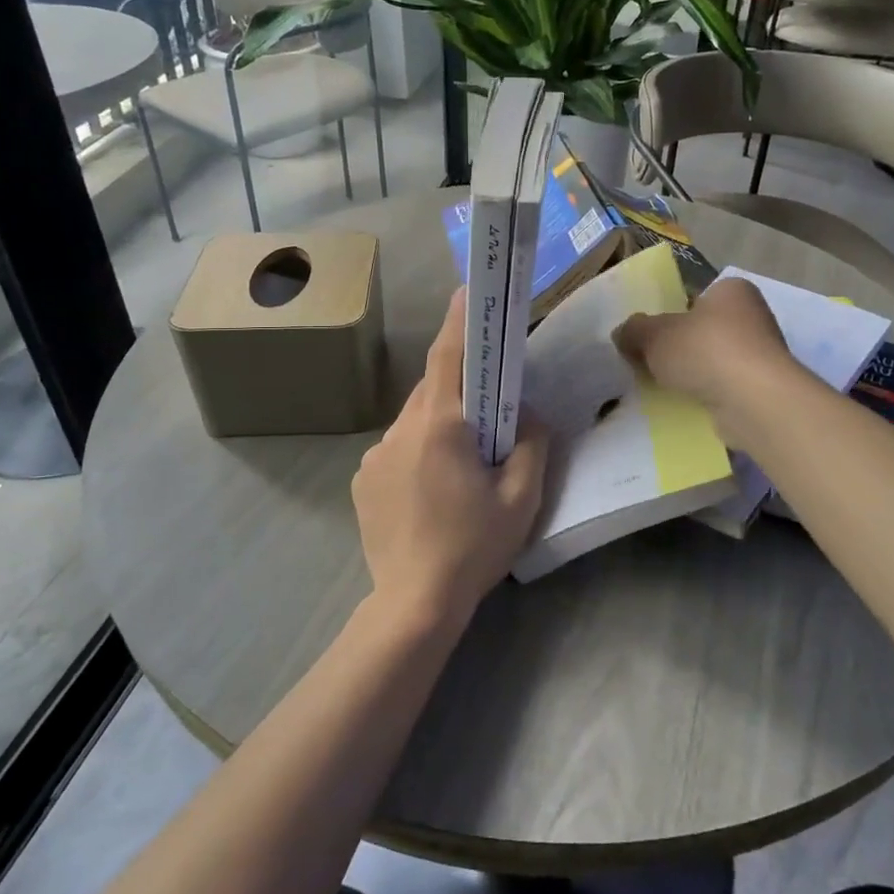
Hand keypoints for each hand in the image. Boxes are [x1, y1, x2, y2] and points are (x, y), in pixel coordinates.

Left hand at [352, 288, 549, 631]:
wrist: (413, 603)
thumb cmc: (474, 547)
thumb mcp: (521, 497)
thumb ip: (531, 443)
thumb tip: (525, 414)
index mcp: (439, 426)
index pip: (449, 357)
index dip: (460, 320)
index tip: (468, 290)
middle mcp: (400, 430)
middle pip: (433, 390)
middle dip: (461, 389)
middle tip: (490, 411)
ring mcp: (375, 456)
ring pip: (414, 421)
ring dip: (440, 426)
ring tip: (463, 464)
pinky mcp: (362, 481)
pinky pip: (397, 449)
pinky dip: (419, 453)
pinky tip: (432, 492)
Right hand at [612, 276, 797, 443]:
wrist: (753, 400)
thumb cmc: (705, 351)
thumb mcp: (654, 335)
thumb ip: (634, 330)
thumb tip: (623, 333)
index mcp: (731, 290)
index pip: (694, 297)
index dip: (669, 314)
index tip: (650, 336)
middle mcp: (753, 315)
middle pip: (703, 329)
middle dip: (680, 346)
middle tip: (651, 363)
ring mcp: (762, 353)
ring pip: (714, 359)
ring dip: (693, 372)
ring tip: (664, 387)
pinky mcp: (763, 387)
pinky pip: (725, 386)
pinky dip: (707, 393)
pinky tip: (688, 403)